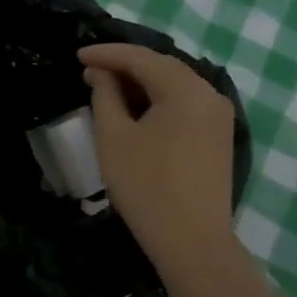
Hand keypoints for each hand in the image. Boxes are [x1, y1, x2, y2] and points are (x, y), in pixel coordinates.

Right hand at [81, 43, 237, 270]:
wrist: (192, 242)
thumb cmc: (146, 186)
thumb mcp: (114, 137)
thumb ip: (105, 95)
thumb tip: (101, 72)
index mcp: (185, 90)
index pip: (141, 58)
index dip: (107, 54)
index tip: (77, 55)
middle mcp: (209, 94)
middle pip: (162, 67)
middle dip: (125, 66)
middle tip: (90, 71)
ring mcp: (219, 116)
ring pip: (175, 85)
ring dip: (142, 83)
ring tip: (108, 88)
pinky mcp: (218, 136)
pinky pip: (185, 103)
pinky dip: (159, 100)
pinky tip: (136, 109)